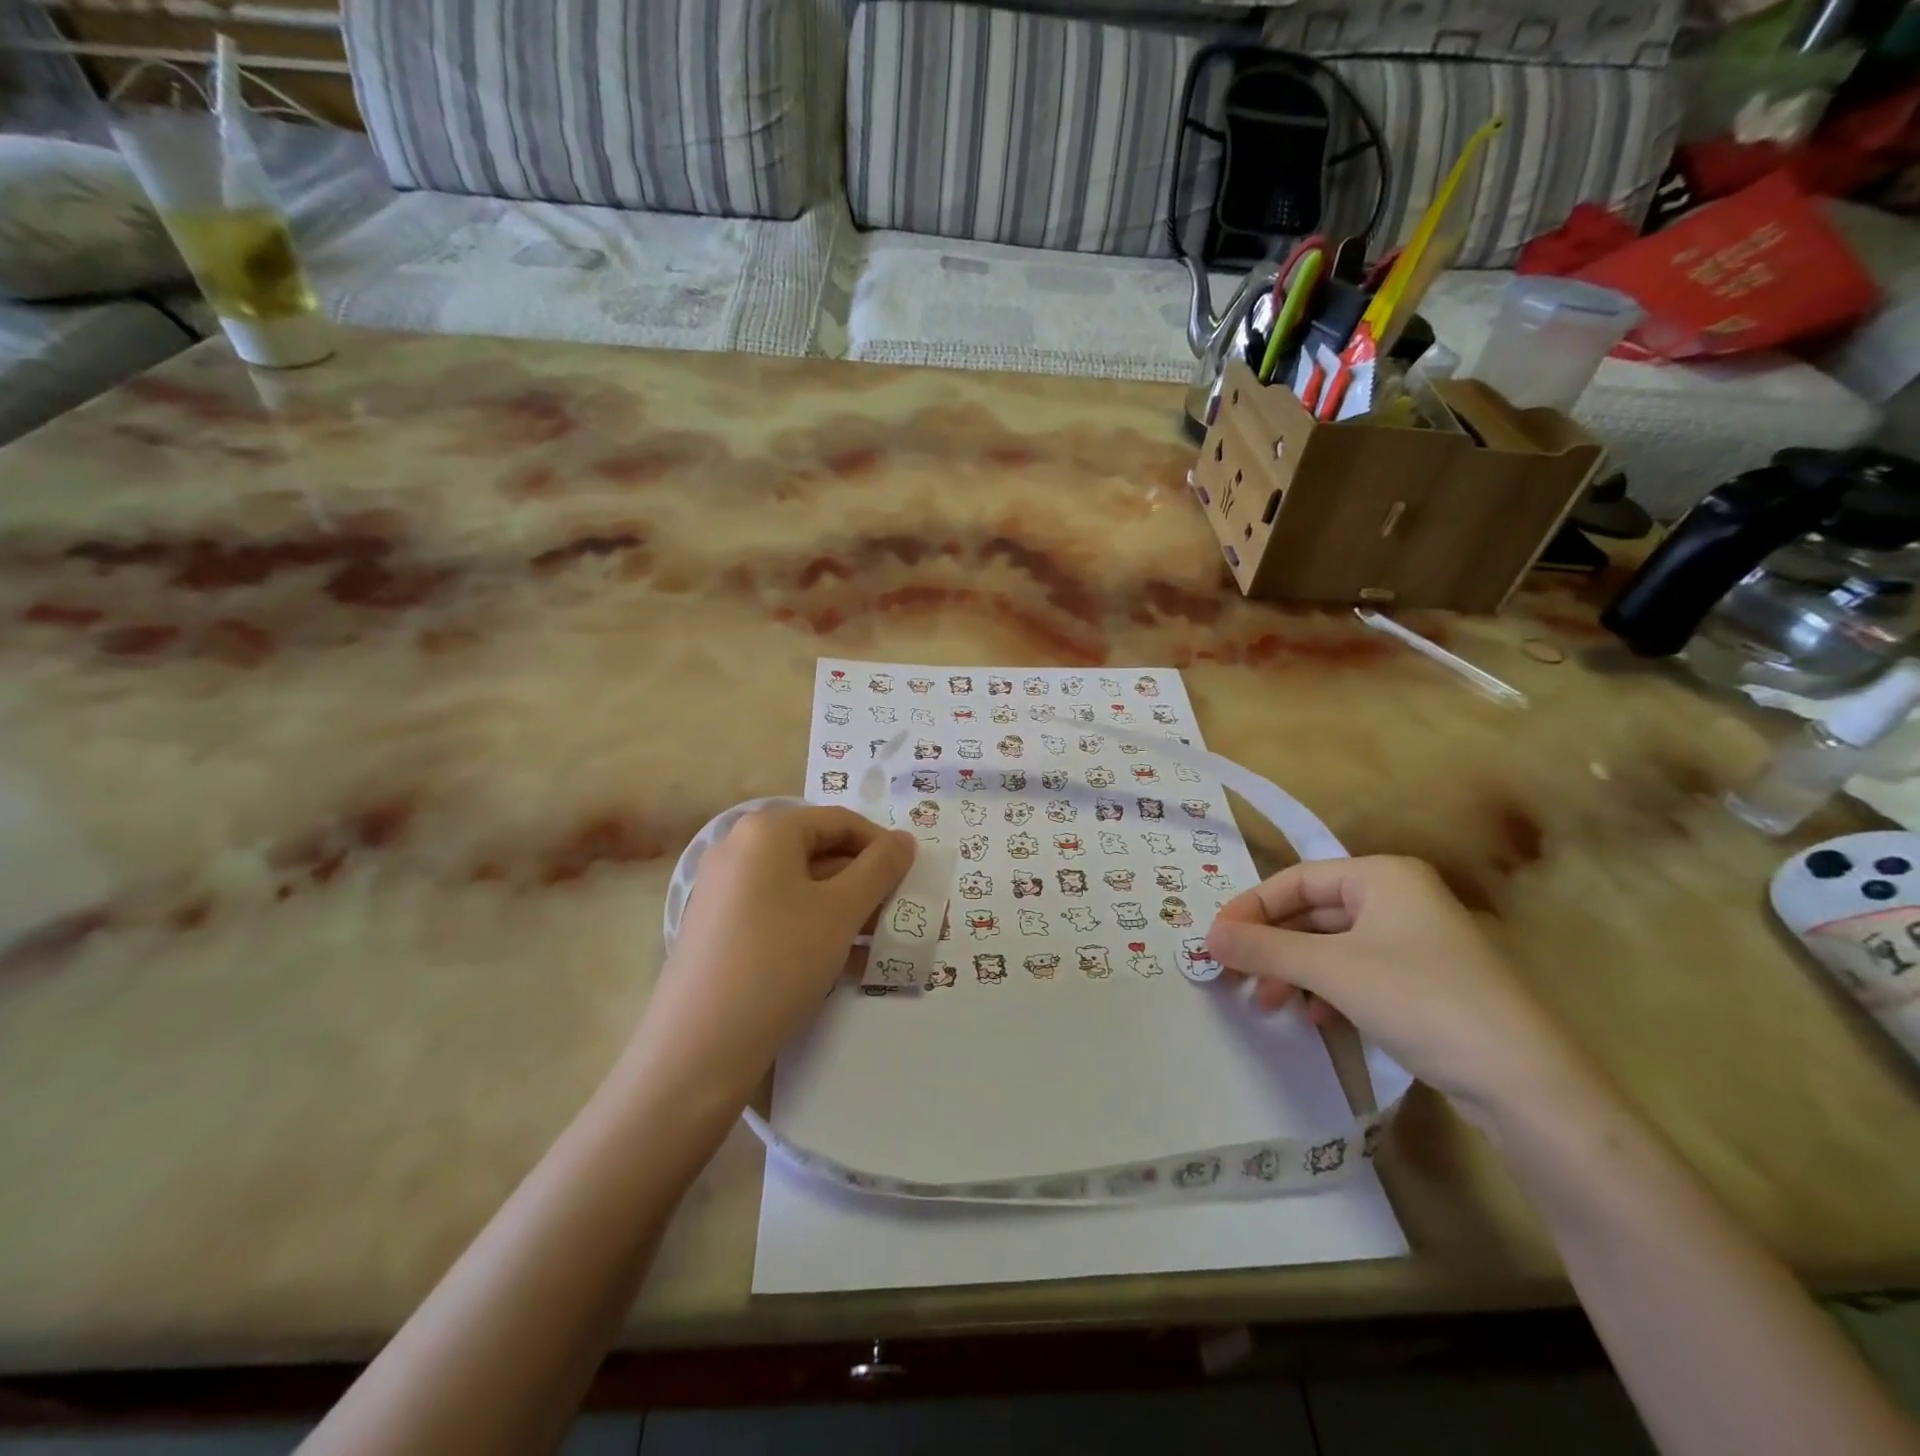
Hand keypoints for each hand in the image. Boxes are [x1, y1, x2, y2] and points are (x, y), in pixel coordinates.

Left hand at [636, 806, 913, 1097]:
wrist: (698, 1048)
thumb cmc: (778, 961)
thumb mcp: (841, 911)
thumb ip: (880, 868)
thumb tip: (904, 839)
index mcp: (766, 831)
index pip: (840, 822)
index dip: (882, 846)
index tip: (913, 880)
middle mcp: (739, 849)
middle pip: (820, 853)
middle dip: (866, 884)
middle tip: (900, 916)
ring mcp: (725, 891)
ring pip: (802, 888)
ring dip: (847, 911)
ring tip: (880, 945)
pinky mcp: (720, 930)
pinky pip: (780, 915)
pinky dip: (815, 929)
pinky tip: (846, 964)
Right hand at [1206, 856, 1595, 1126]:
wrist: (1524, 1083)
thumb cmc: (1420, 1000)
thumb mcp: (1331, 970)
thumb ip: (1264, 949)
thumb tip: (1208, 937)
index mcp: (1382, 876)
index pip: (1296, 880)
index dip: (1251, 908)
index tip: (1216, 940)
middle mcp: (1400, 898)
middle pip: (1313, 913)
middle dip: (1272, 946)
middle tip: (1234, 976)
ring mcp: (1416, 941)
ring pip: (1333, 946)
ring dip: (1294, 972)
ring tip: (1268, 1004)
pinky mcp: (1426, 982)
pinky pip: (1358, 972)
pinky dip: (1328, 990)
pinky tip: (1317, 1019)